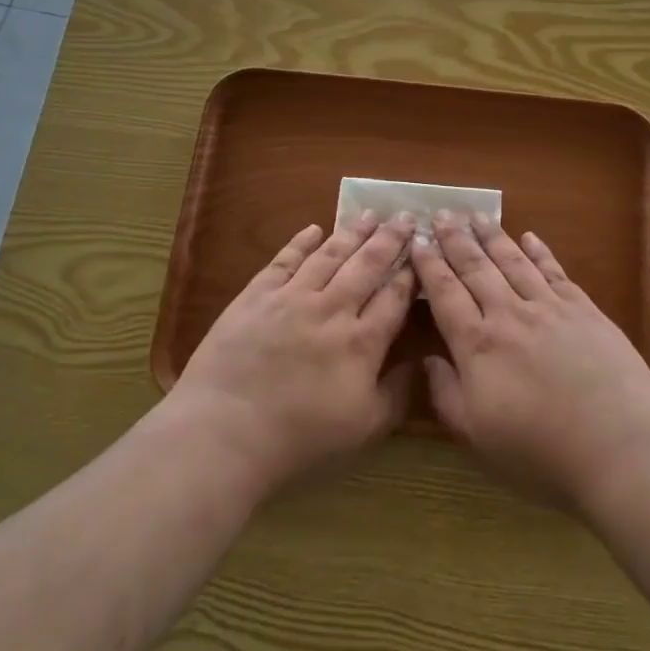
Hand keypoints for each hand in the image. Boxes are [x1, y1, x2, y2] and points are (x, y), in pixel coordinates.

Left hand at [172, 212, 417, 493]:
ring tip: (370, 214)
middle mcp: (332, 308)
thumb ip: (397, 393)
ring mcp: (292, 297)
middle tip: (406, 215)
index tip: (423, 252)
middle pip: (367, 265)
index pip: (394, 297)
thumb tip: (420, 363)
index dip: (411, 273)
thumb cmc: (300, 436)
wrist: (226, 428)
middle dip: (390, 239)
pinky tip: (314, 228)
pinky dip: (301, 242)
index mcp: (362, 341)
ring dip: (353, 233)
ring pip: (330, 255)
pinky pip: (284, 260)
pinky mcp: (257, 295)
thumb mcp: (364, 427)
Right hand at [413, 212, 649, 509]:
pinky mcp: (585, 310)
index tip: (418, 242)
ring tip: (476, 216)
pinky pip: (554, 271)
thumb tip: (428, 359)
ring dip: (492, 236)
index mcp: (478, 345)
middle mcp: (509, 315)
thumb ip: (446, 395)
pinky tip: (529, 237)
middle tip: (441, 214)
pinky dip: (539, 251)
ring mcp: (550, 308)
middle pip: (476, 268)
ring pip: (513, 262)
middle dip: (455, 239)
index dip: (430, 266)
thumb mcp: (477, 437)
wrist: (620, 447)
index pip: (446, 294)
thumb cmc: (541, 453)